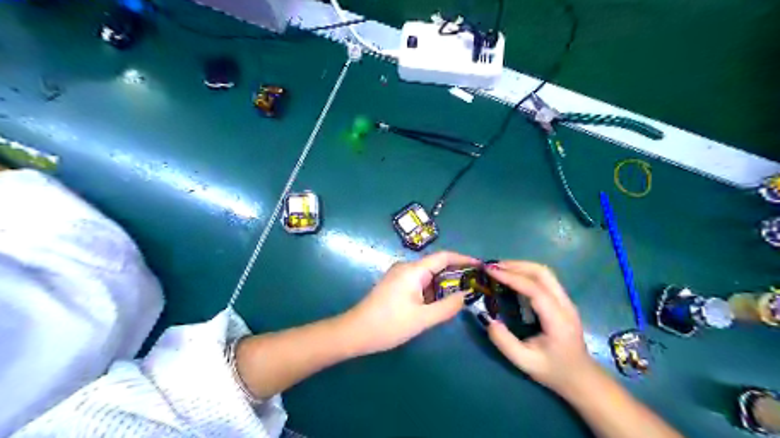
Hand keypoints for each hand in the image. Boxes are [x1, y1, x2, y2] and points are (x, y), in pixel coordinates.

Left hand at [342, 252, 482, 354]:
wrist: (355, 333)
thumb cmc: (389, 324)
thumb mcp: (422, 319)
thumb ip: (447, 307)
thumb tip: (466, 296)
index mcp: (413, 270)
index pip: (444, 257)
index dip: (463, 259)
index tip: (480, 266)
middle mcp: (406, 268)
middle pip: (436, 266)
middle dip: (455, 276)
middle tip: (473, 288)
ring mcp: (399, 276)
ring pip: (428, 276)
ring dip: (442, 286)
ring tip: (459, 299)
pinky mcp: (395, 285)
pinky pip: (419, 283)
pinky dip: (431, 292)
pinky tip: (437, 305)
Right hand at [486, 261, 597, 393]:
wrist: (581, 378)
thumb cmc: (553, 371)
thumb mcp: (525, 363)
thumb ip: (505, 342)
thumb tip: (488, 319)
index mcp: (558, 319)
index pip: (535, 289)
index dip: (512, 277)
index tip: (490, 271)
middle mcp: (565, 304)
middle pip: (543, 273)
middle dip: (516, 265)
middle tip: (493, 267)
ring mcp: (566, 301)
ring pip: (545, 273)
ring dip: (521, 266)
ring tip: (499, 269)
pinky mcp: (562, 301)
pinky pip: (545, 279)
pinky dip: (526, 273)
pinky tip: (512, 277)